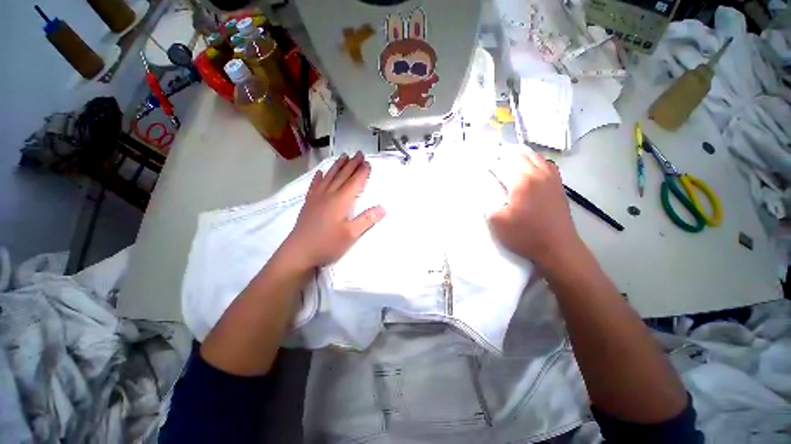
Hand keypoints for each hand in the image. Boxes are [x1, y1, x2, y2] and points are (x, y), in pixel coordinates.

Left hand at [281, 152, 385, 268]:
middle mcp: (329, 195)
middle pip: (342, 176)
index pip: (354, 182)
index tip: (368, 163)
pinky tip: (320, 172)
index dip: (362, 172)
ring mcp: (317, 198)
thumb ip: (367, 220)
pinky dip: (319, 177)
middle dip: (352, 164)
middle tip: (359, 153)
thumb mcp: (351, 235)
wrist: (299, 251)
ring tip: (343, 156)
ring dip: (338, 166)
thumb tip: (383, 208)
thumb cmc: (327, 244)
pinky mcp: (309, 203)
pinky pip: (314, 185)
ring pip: (329, 177)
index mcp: (341, 201)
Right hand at [489, 151, 581, 267]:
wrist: (558, 248)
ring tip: (510, 157)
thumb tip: (486, 192)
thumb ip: (488, 203)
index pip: (504, 163)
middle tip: (493, 157)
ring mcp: (551, 179)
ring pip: (536, 157)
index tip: (481, 162)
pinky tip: (531, 166)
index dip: (491, 160)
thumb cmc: (525, 235)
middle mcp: (539, 174)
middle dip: (505, 153)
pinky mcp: (558, 186)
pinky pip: (547, 165)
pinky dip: (536, 160)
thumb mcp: (497, 222)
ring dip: (521, 154)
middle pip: (521, 155)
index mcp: (522, 181)